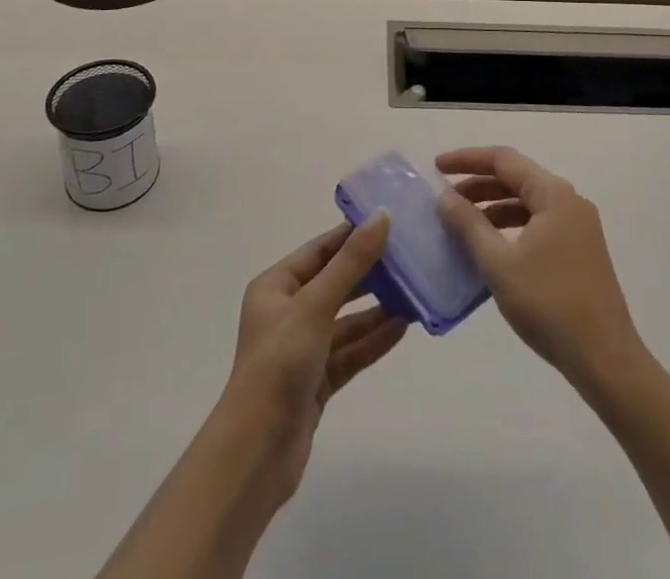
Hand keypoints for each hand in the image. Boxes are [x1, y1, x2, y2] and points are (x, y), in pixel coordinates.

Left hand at [219, 213, 407, 495]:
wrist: (256, 454)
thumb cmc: (279, 364)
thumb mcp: (315, 305)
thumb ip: (351, 263)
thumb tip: (381, 216)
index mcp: (276, 286)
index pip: (320, 249)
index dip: (352, 234)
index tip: (390, 221)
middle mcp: (287, 312)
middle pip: (334, 283)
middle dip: (370, 273)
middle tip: (409, 257)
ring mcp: (302, 348)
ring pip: (346, 320)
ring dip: (377, 309)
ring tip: (414, 293)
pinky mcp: (316, 381)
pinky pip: (350, 352)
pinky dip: (373, 340)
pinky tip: (402, 328)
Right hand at [436, 146, 643, 388]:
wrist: (606, 360)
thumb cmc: (550, 305)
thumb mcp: (499, 264)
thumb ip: (469, 225)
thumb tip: (444, 197)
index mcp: (553, 195)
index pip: (503, 160)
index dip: (467, 159)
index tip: (437, 167)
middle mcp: (569, 202)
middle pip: (516, 179)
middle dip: (478, 186)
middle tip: (444, 201)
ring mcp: (578, 227)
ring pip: (526, 203)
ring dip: (493, 208)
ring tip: (461, 226)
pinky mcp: (580, 251)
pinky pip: (537, 224)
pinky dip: (510, 228)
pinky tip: (491, 250)